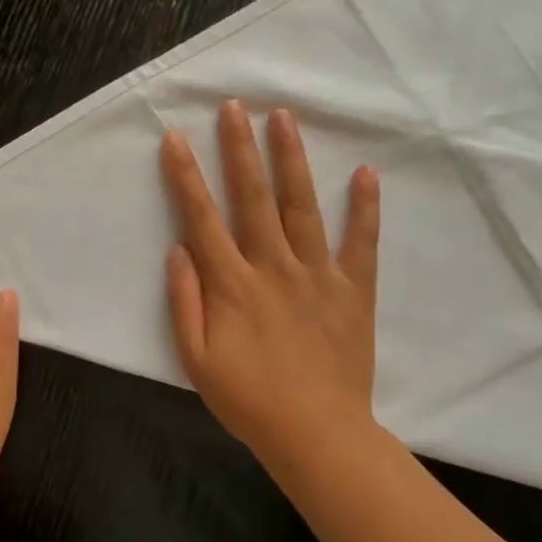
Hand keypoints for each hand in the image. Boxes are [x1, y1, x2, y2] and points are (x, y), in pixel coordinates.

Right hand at [161, 101, 381, 466]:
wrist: (317, 435)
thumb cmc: (248, 400)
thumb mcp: (196, 360)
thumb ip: (185, 302)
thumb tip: (178, 250)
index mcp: (232, 285)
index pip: (202, 218)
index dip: (186, 177)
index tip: (175, 138)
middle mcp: (273, 267)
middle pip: (252, 198)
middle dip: (239, 149)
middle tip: (233, 106)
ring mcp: (318, 275)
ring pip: (302, 206)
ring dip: (291, 160)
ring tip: (283, 118)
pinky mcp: (354, 289)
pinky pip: (362, 242)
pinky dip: (366, 207)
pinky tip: (366, 171)